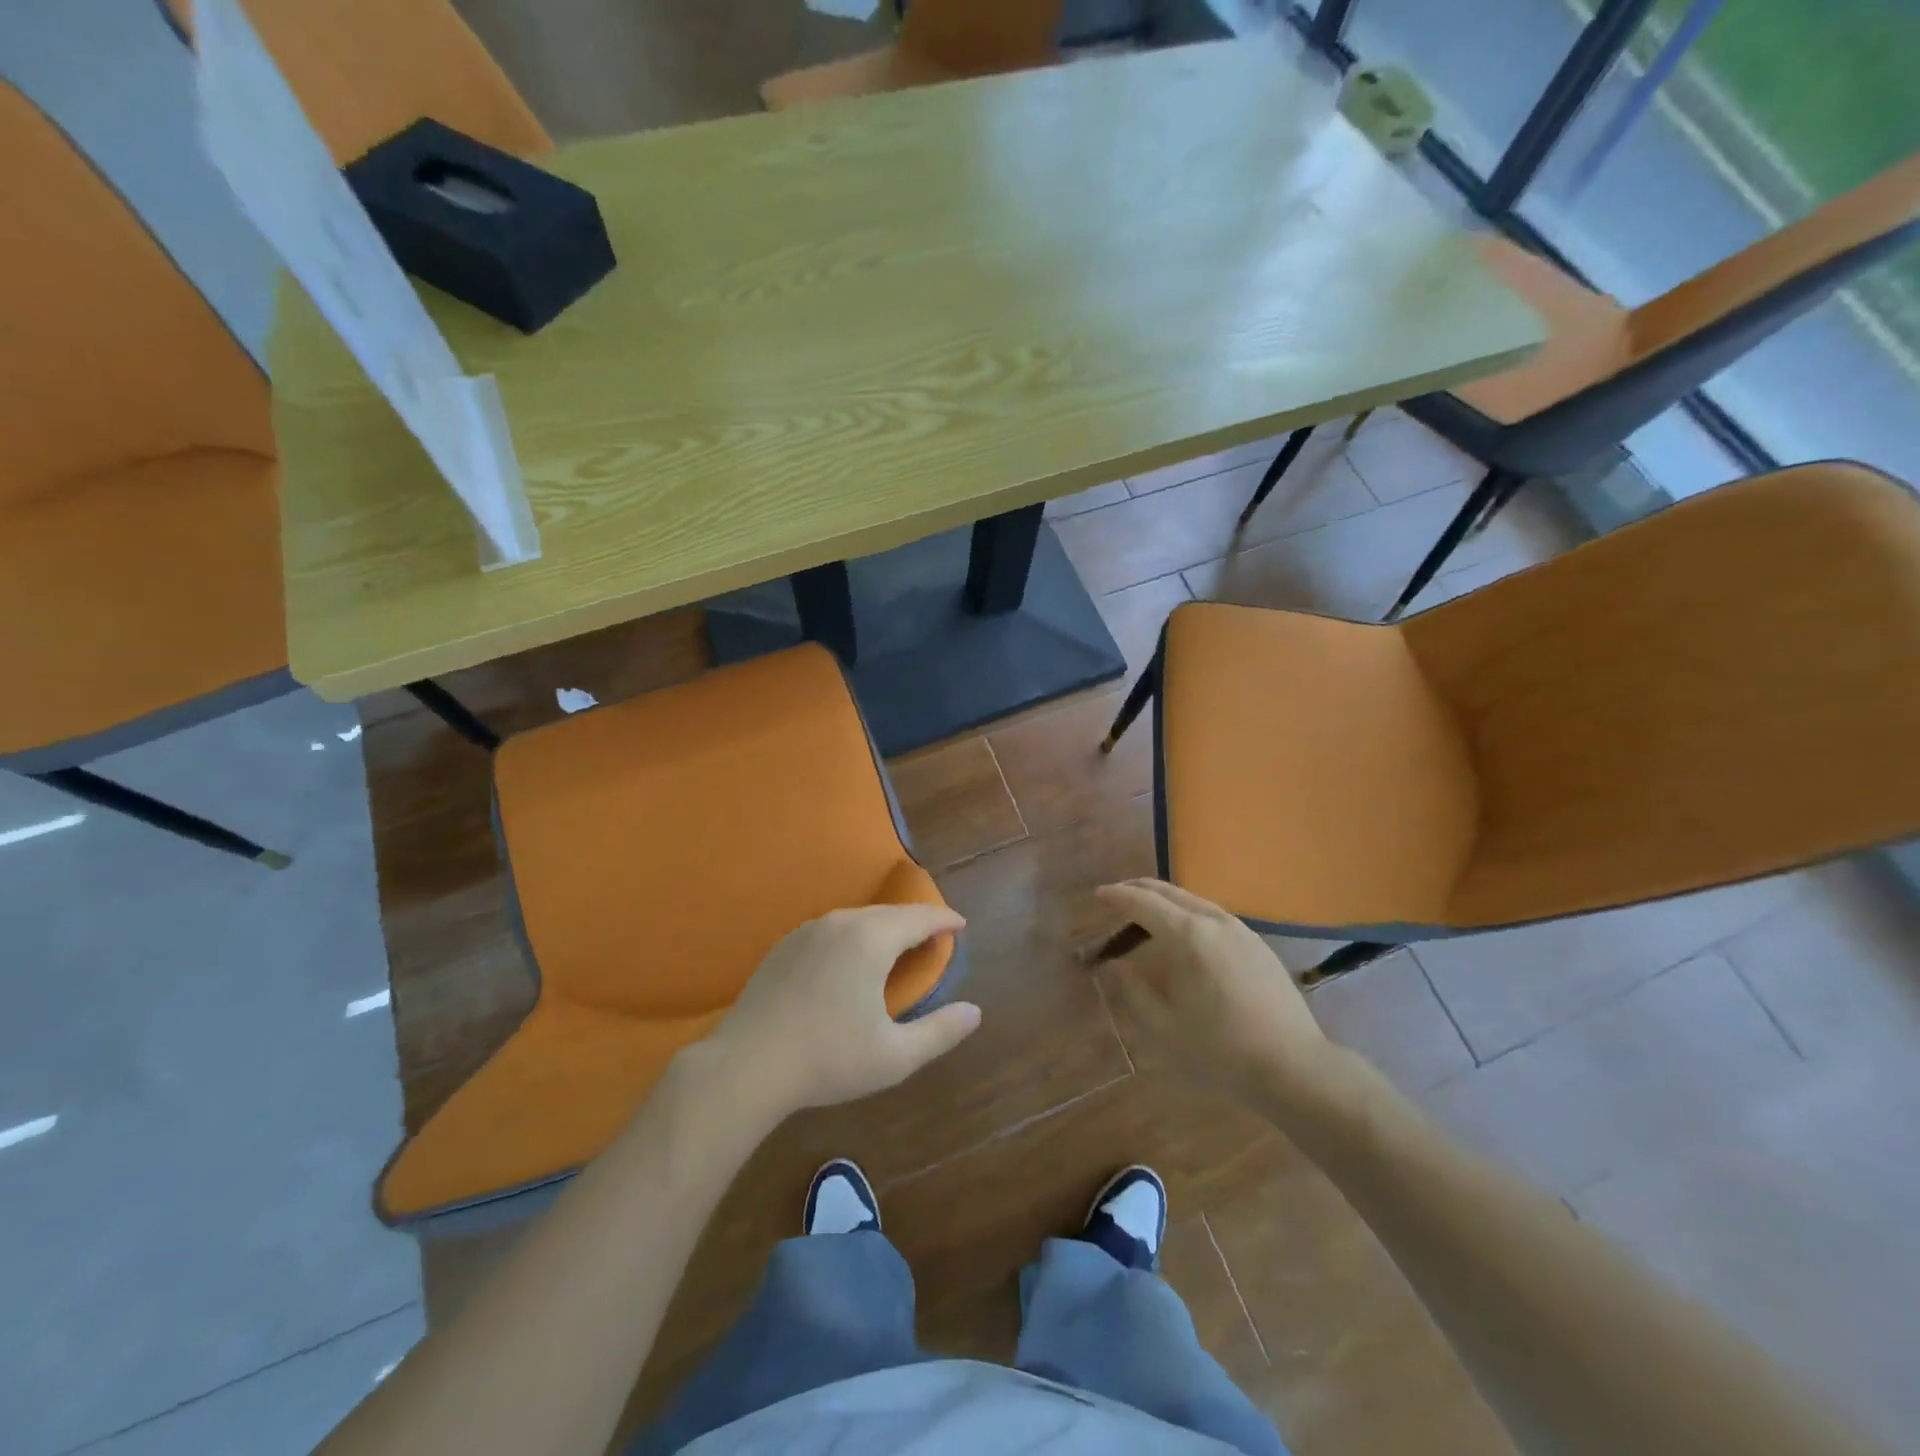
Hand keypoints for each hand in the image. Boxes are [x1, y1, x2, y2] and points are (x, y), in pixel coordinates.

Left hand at [700, 904, 980, 1120]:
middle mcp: (842, 922)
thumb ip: (940, 1032)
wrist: (746, 1065)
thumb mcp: (894, 1056)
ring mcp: (808, 930)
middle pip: (890, 913)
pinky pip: (832, 929)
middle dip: (916, 922)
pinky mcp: (784, 944)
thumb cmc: (828, 1059)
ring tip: (897, 947)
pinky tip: (851, 959)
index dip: (945, 920)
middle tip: (934, 938)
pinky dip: (854, 935)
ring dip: (884, 927)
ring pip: (859, 918)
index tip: (961, 926)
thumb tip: (975, 1012)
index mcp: (872, 939)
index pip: (920, 917)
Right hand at [1094, 879, 1343, 1107]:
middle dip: (1139, 890)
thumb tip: (1118, 965)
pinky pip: (1213, 915)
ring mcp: (1240, 929)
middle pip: (1169, 892)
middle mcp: (1214, 920)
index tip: (1097, 895)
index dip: (1117, 896)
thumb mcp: (1164, 1025)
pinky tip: (1184, 933)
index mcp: (1188, 935)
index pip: (1143, 902)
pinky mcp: (1257, 944)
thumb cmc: (1220, 1048)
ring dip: (1165, 900)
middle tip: (1116, 896)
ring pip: (1193, 900)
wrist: (1293, 1065)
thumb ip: (1134, 989)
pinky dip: (1188, 913)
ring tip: (1146, 913)